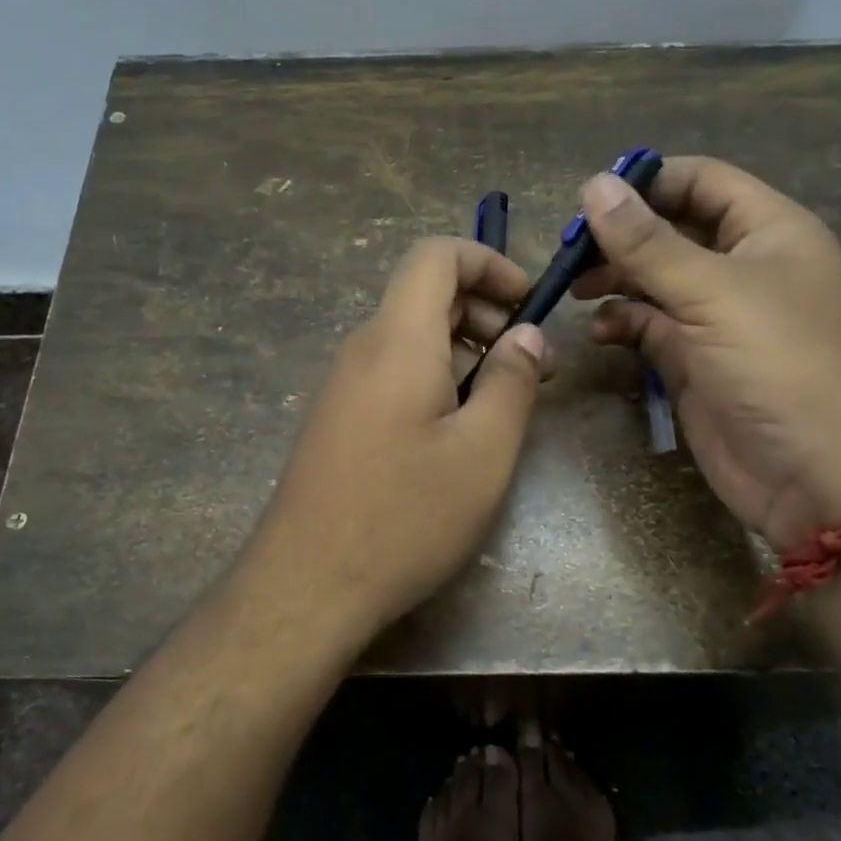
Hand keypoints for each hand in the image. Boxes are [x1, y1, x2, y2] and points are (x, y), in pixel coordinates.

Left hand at [241, 237, 554, 640]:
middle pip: (426, 295)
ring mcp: (345, 385)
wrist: (307, 584)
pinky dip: (437, 379)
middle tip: (532, 363)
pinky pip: (394, 373)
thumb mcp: (483, 451)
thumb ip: (511, 381)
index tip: (529, 304)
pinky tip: (461, 431)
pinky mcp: (340, 419)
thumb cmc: (404, 515)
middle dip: (486, 312)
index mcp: (397, 338)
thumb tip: (527, 336)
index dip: (488, 262)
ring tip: (507, 401)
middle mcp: (364, 348)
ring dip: (466, 351)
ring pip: (412, 338)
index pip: (435, 255)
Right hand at [572, 157, 840, 547]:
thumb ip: (648, 243)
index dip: (648, 182)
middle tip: (570, 251)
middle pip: (671, 230)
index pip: (702, 182)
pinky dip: (623, 323)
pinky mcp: (695, 361)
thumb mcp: (713, 294)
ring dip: (615, 279)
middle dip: (621, 236)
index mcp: (768, 232)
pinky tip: (602, 332)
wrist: (819, 478)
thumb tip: (593, 185)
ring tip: (575, 289)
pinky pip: (650, 327)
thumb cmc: (781, 366)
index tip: (589, 198)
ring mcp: (717, 317)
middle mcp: (743, 267)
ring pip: (655, 280)